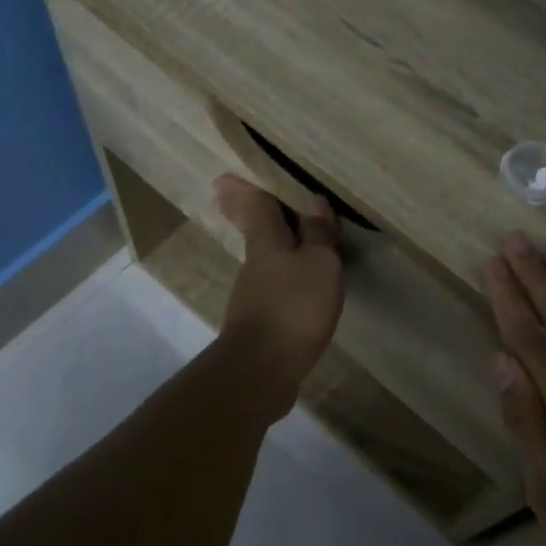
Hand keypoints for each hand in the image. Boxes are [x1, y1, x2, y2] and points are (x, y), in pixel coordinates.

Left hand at [214, 174, 344, 418]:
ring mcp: (252, 296)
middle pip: (255, 232)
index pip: (255, 206)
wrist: (262, 370)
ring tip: (293, 241)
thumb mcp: (319, 264)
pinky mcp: (259, 324)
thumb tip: (314, 200)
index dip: (246, 189)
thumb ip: (318, 233)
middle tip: (245, 199)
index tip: (226, 176)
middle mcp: (254, 264)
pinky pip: (274, 289)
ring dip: (274, 248)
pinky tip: (297, 287)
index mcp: (266, 242)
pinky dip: (283, 278)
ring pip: (265, 261)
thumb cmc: (294, 307)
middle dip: (253, 216)